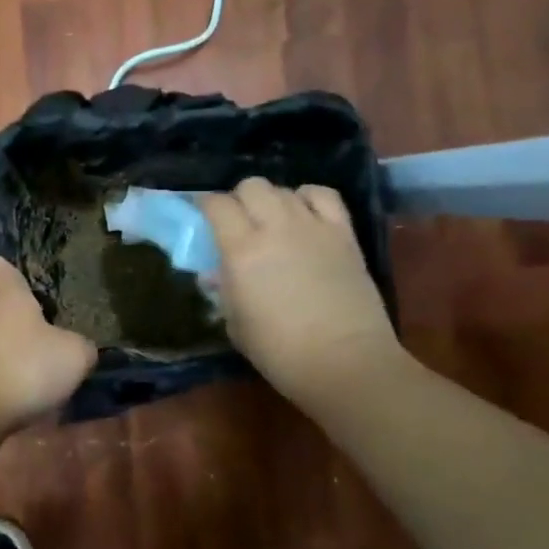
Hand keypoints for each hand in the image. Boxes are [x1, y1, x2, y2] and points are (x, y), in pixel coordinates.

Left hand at [0, 258, 97, 432]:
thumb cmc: (25, 366)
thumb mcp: (73, 356)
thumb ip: (81, 346)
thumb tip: (82, 347)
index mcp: (8, 296)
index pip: (4, 270)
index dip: (8, 269)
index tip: (7, 266)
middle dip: (7, 308)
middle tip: (31, 316)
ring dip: (2, 343)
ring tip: (27, 355)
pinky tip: (12, 386)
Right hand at [201, 179, 403, 405]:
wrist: (345, 362)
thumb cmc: (279, 351)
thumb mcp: (235, 323)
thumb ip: (224, 290)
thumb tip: (217, 274)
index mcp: (240, 250)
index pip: (216, 204)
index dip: (206, 206)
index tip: (203, 218)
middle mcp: (274, 227)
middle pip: (251, 186)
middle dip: (239, 199)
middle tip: (238, 221)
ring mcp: (312, 226)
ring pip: (284, 189)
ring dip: (271, 200)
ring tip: (272, 221)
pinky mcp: (343, 234)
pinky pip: (324, 196)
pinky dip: (308, 197)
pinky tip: (304, 213)